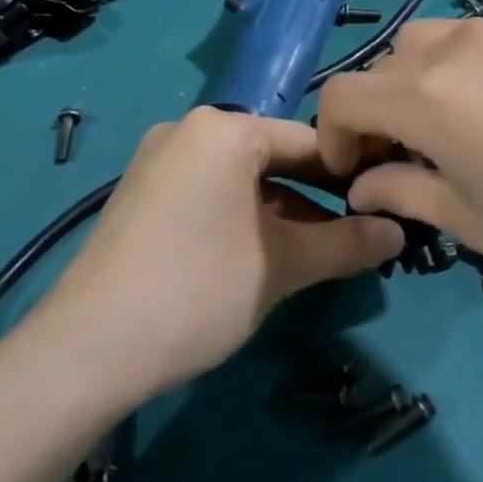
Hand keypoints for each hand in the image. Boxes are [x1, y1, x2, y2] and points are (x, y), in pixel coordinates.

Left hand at [35, 108, 404, 399]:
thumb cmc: (197, 290)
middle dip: (318, 197)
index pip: (308, 141)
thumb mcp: (283, 266)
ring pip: (242, 179)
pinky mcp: (141, 196)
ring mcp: (159, 162)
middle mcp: (188, 131)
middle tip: (358, 232)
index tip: (385, 203)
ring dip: (284, 212)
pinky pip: (210, 194)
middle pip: (274, 158)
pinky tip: (265, 255)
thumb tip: (399, 232)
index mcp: (223, 128)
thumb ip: (347, 243)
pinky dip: (245, 218)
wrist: (83, 353)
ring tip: (320, 252)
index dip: (351, 174)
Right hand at [316, 19, 482, 311]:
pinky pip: (473, 39)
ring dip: (415, 82)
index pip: (342, 94)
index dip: (333, 134)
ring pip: (427, 43)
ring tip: (448, 131)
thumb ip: (403, 191)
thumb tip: (361, 184)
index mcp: (429, 98)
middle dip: (376, 110)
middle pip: (383, 65)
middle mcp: (456, 48)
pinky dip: (458, 68)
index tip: (354, 171)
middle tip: (403, 158)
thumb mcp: (471, 222)